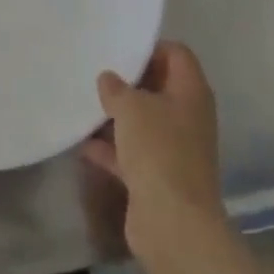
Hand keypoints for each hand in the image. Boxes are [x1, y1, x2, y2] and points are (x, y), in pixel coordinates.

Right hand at [81, 41, 223, 263]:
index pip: (177, 54)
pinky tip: (82, 142)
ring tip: (84, 103)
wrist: (173, 224)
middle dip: (129, 82)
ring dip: (117, 116)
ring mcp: (174, 149)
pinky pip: (132, 153)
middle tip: (97, 73)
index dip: (151, 48)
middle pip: (159, 87)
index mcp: (191, 92)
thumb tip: (108, 79)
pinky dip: (110, 148)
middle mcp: (187, 117)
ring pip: (144, 122)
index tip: (120, 49)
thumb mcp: (131, 108)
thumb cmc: (158, 150)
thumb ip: (116, 88)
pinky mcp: (158, 177)